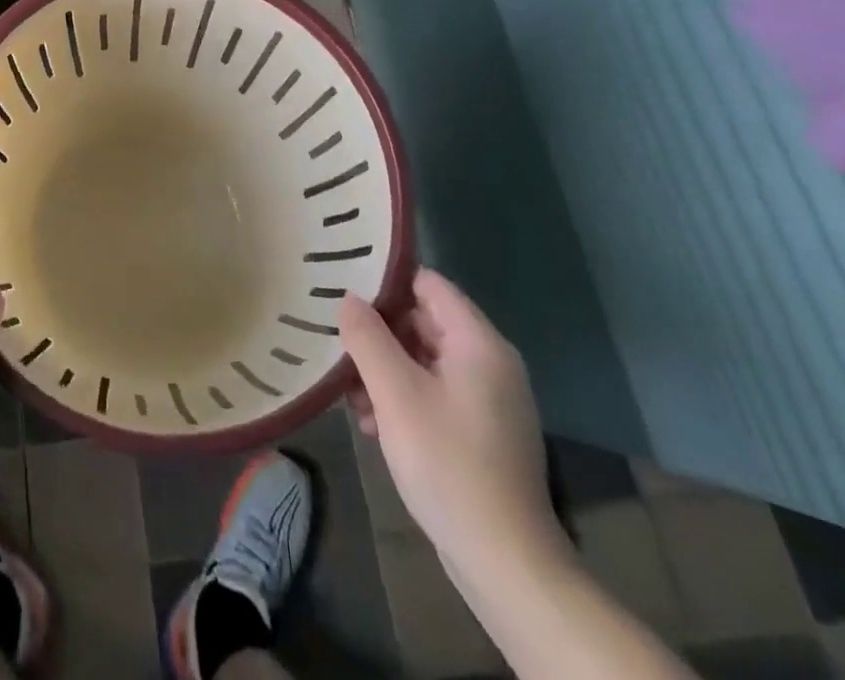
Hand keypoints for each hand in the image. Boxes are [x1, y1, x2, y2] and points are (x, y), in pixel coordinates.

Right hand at [339, 269, 568, 584]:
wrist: (505, 562)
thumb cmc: (447, 463)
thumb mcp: (395, 393)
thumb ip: (367, 337)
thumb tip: (349, 299)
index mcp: (478, 342)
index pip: (427, 283)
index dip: (385, 283)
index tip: (344, 292)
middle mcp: (490, 362)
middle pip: (423, 321)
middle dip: (379, 334)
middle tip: (339, 351)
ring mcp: (489, 399)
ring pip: (424, 360)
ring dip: (385, 371)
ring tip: (352, 398)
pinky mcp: (481, 431)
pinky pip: (435, 392)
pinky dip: (403, 398)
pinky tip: (375, 425)